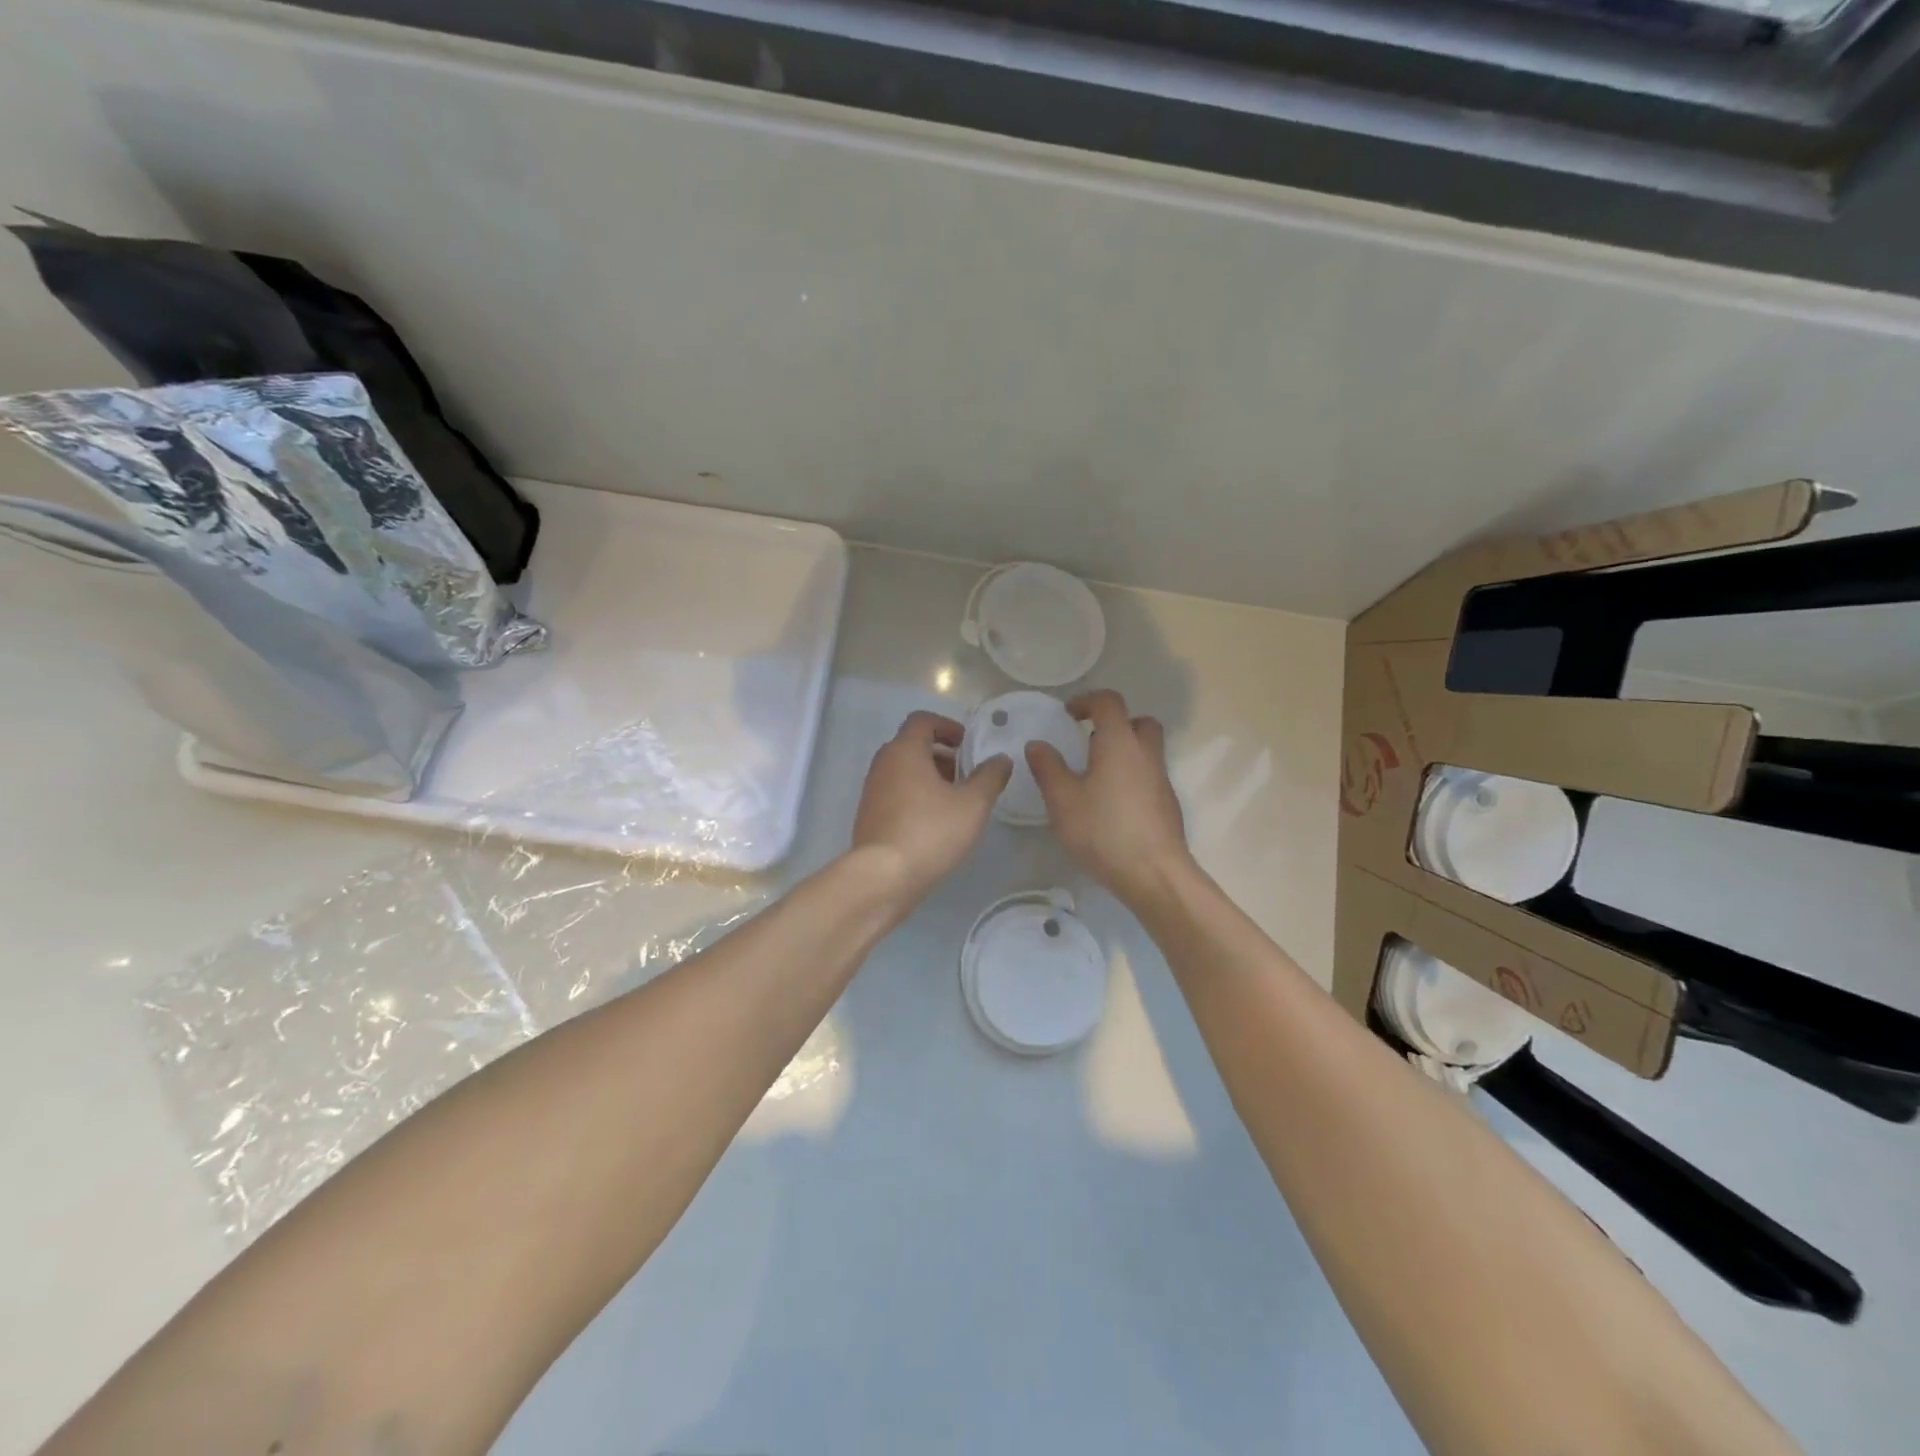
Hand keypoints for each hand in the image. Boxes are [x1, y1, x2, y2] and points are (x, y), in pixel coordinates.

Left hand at [852, 710, 1012, 901]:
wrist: (883, 877)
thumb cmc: (930, 831)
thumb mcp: (972, 804)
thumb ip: (990, 777)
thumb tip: (1001, 759)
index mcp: (904, 751)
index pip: (923, 720)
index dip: (948, 726)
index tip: (968, 745)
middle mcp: (883, 764)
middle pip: (912, 745)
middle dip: (942, 755)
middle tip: (967, 774)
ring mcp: (872, 791)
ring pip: (904, 771)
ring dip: (929, 777)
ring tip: (955, 801)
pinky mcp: (869, 816)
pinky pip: (895, 793)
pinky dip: (916, 796)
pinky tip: (935, 823)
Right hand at [1027, 689, 1191, 905]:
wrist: (1154, 874)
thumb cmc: (1104, 831)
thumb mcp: (1063, 800)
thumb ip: (1048, 768)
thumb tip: (1037, 744)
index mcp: (1120, 743)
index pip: (1109, 702)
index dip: (1087, 701)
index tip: (1068, 714)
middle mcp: (1146, 754)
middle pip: (1138, 722)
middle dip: (1114, 723)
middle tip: (1089, 742)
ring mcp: (1161, 780)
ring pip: (1146, 750)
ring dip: (1123, 751)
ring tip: (1095, 776)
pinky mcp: (1167, 805)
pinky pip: (1149, 776)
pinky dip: (1131, 777)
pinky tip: (1111, 805)